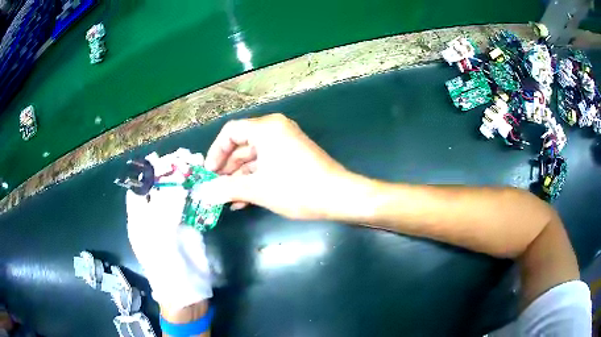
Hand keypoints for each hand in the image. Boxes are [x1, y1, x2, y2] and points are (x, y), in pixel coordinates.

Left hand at [126, 150, 211, 310]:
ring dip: (184, 179)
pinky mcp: (189, 227)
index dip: (146, 173)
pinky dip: (197, 193)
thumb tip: (178, 179)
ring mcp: (171, 222)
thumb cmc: (165, 267)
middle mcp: (153, 217)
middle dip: (168, 171)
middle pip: (158, 189)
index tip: (157, 157)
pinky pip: (191, 206)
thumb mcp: (159, 236)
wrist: (188, 292)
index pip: (138, 189)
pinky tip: (203, 182)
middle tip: (182, 155)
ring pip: (175, 195)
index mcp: (139, 219)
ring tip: (195, 162)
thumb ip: (166, 206)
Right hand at [201, 113, 367, 219]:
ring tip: (227, 199)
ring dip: (239, 178)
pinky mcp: (293, 156)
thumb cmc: (297, 189)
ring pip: (254, 158)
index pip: (230, 132)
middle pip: (241, 145)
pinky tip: (243, 200)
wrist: (339, 197)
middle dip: (226, 169)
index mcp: (266, 128)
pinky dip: (255, 179)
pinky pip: (267, 164)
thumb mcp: (258, 189)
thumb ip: (227, 188)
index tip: (208, 173)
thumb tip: (203, 193)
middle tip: (215, 189)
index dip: (215, 152)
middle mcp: (275, 129)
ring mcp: (285, 143)